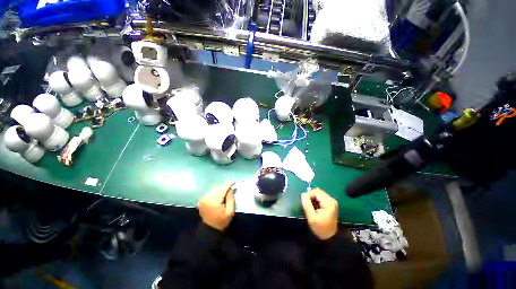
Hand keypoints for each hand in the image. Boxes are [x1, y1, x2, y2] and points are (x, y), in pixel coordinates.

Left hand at [198, 181, 235, 230]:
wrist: (210, 229)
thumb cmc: (222, 221)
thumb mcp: (230, 212)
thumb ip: (231, 199)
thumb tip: (230, 189)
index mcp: (214, 202)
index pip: (222, 189)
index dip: (228, 184)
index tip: (234, 181)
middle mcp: (207, 198)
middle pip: (218, 188)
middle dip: (225, 187)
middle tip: (231, 188)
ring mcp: (203, 199)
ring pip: (215, 189)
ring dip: (221, 189)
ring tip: (226, 192)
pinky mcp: (202, 200)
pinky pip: (211, 192)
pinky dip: (216, 192)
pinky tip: (220, 195)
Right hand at [301, 188, 337, 239]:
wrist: (330, 238)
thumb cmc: (320, 228)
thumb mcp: (311, 217)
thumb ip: (307, 204)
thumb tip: (303, 194)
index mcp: (328, 202)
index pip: (315, 191)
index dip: (308, 195)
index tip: (305, 203)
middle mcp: (331, 200)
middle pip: (318, 191)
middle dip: (311, 196)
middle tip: (308, 205)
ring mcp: (332, 201)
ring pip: (319, 194)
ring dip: (313, 198)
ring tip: (311, 207)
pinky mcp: (331, 204)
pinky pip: (321, 197)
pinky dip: (316, 200)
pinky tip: (315, 207)